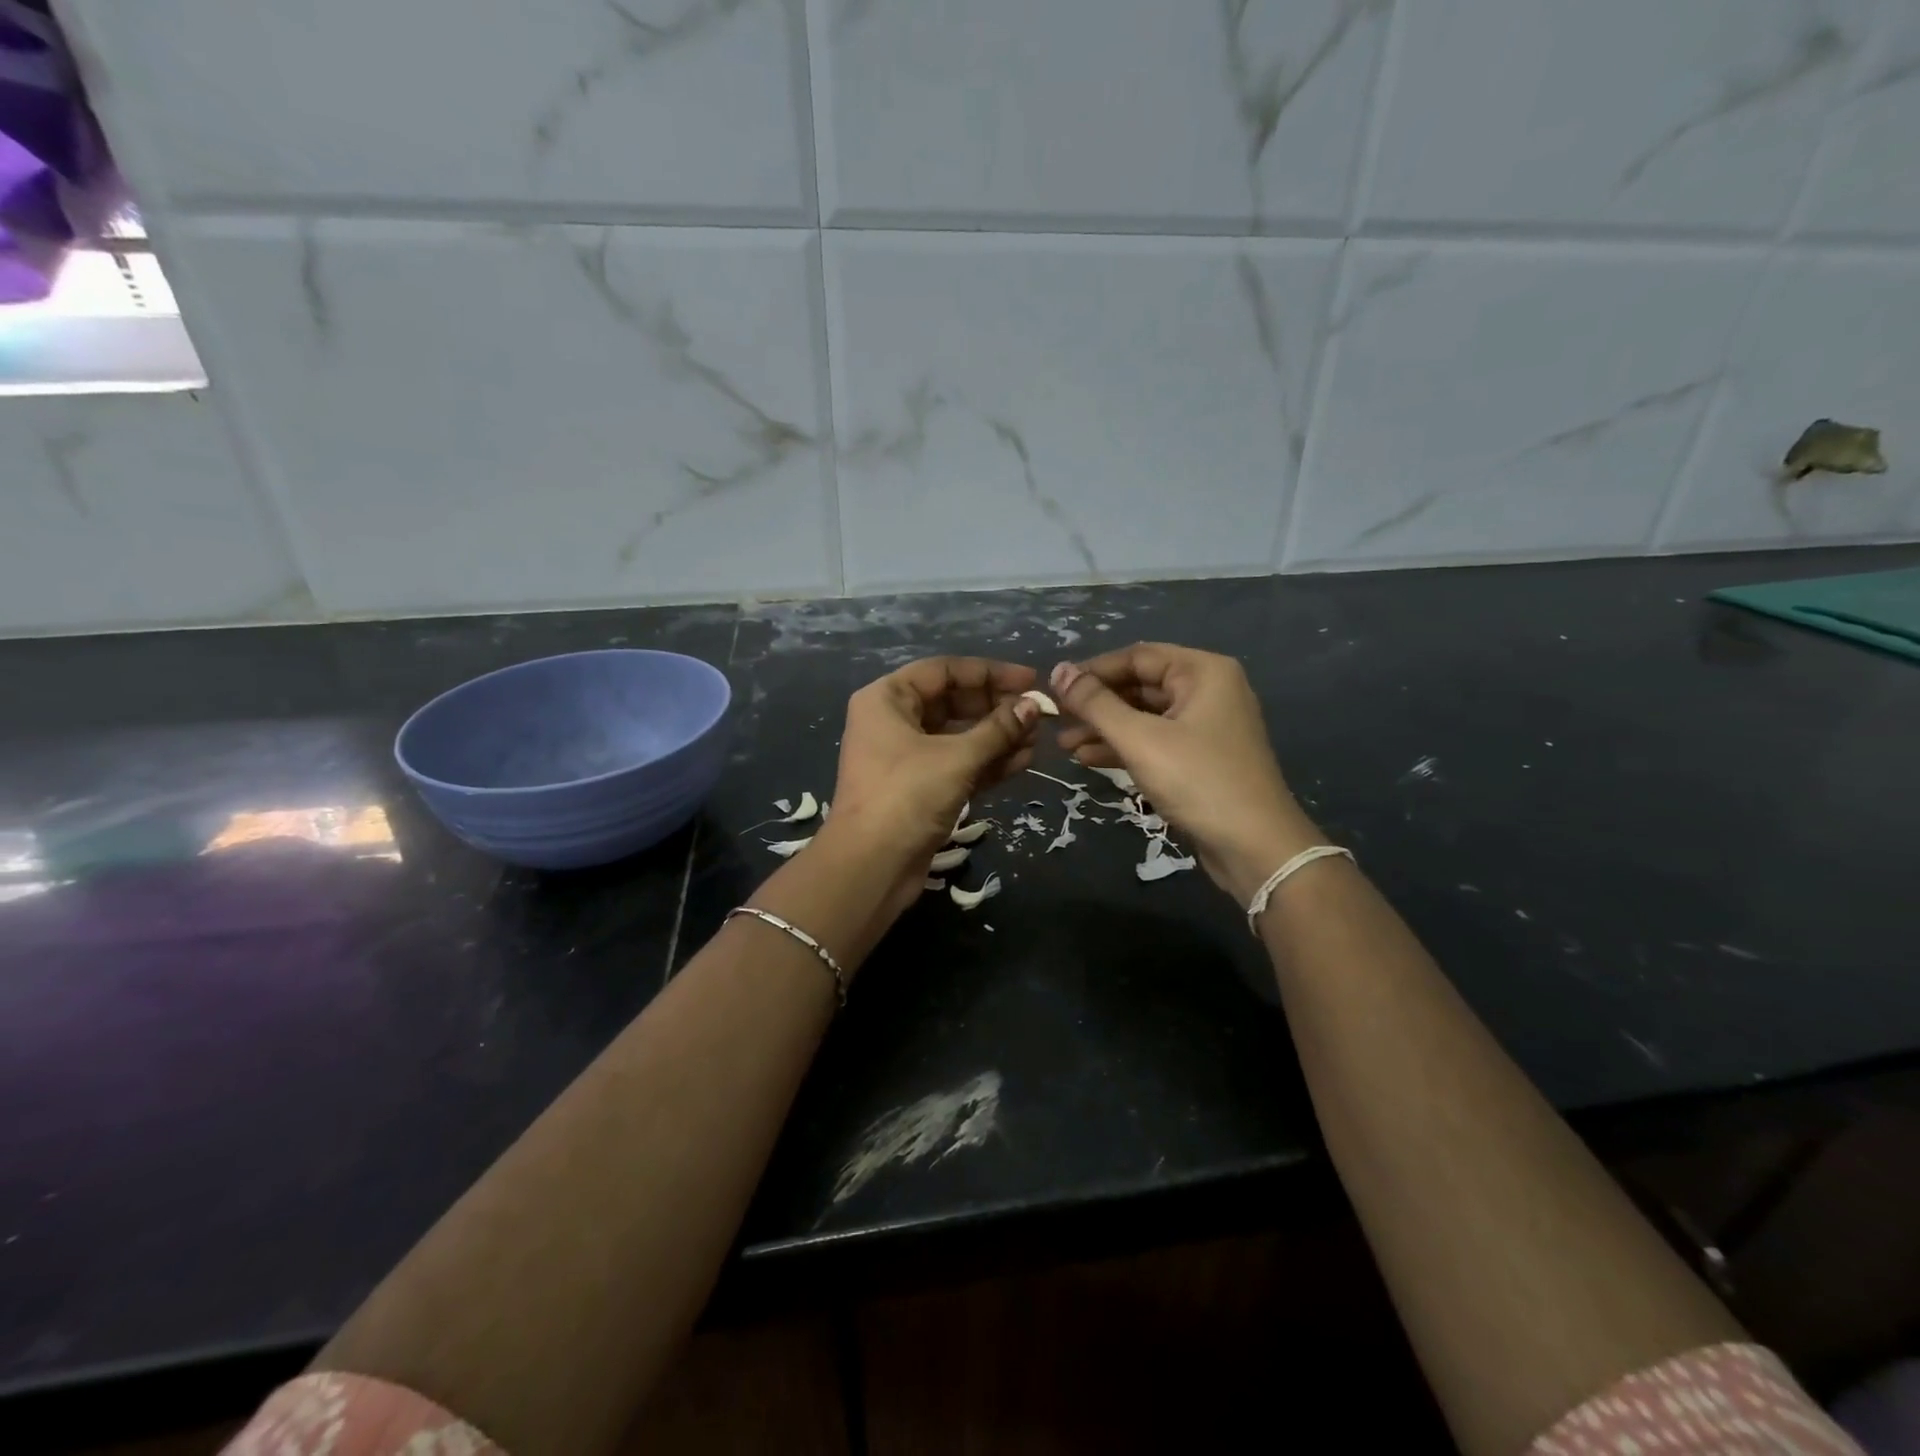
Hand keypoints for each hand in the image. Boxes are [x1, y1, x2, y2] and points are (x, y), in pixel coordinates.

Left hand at [821, 657, 1043, 921]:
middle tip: (1039, 714)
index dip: (990, 673)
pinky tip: (1023, 761)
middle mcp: (893, 721)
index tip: (1031, 679)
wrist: (870, 868)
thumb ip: (998, 728)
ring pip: (959, 736)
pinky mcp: (919, 789)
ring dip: (998, 738)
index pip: (944, 671)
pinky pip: (958, 764)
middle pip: (953, 702)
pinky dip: (987, 763)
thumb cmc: (907, 796)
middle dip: (997, 708)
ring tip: (1037, 741)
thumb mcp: (957, 757)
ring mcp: (905, 757)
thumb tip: (1034, 705)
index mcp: (887, 699)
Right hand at [1050, 646, 1321, 903]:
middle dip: (1096, 704)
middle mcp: (1207, 690)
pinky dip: (1123, 747)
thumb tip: (1058, 671)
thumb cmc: (1198, 781)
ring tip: (1065, 745)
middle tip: (1055, 720)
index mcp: (1202, 672)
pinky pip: (1154, 741)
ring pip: (1143, 716)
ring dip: (1104, 728)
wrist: (1256, 848)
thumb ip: (1096, 704)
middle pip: (1139, 685)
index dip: (1092, 671)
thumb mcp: (1140, 739)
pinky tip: (1089, 759)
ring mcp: (1205, 726)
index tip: (1054, 689)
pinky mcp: (1200, 758)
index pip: (1136, 656)